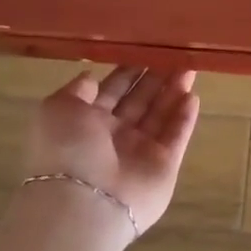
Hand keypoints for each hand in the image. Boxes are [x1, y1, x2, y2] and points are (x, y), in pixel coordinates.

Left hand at [24, 66, 199, 237]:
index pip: (112, 90)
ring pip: (161, 115)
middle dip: (156, 78)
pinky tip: (193, 96)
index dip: (129, 71)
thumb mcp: (56, 108)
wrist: (85, 202)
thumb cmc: (66, 149)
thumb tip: (92, 77)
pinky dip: (185, 117)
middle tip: (175, 53)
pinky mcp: (164, 165)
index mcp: (86, 121)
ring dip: (174, 91)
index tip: (146, 49)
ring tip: (190, 67)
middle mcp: (114, 136)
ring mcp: (141, 151)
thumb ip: (77, 90)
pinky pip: (176, 136)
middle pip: (140, 101)